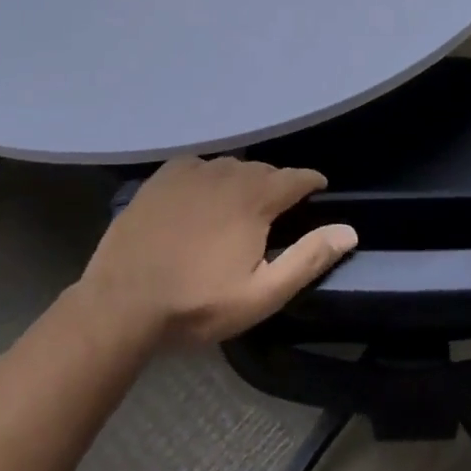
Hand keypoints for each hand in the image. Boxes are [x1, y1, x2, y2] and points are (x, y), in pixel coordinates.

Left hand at [79, 157, 354, 344]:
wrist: (121, 303)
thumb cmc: (197, 303)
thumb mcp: (261, 294)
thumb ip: (308, 258)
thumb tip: (349, 230)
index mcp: (256, 197)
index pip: (297, 177)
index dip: (312, 183)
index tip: (318, 193)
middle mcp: (227, 173)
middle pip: (264, 171)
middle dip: (276, 187)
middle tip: (275, 214)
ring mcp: (191, 171)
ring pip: (231, 167)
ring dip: (242, 182)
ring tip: (239, 208)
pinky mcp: (162, 177)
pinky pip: (198, 167)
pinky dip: (208, 178)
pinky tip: (201, 199)